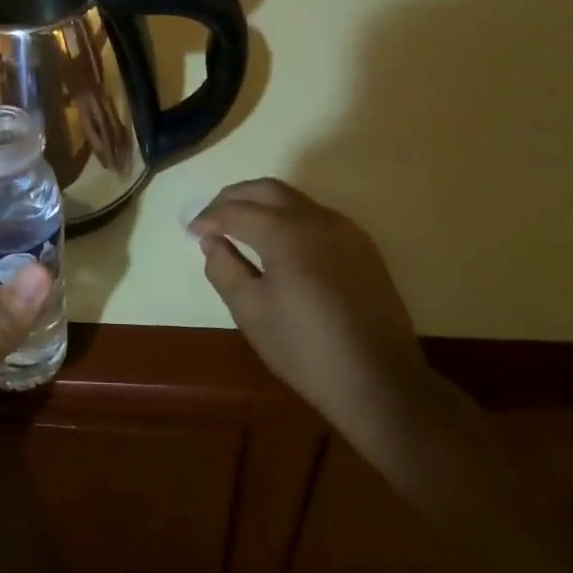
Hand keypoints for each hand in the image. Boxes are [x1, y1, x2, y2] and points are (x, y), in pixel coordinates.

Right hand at [190, 178, 426, 429]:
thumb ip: (224, 268)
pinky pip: (315, 216)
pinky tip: (278, 242)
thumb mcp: (251, 311)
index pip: (235, 211)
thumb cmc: (306, 349)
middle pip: (266, 190)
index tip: (192, 232)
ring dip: (261, 204)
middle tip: (211, 217)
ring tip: (239, 226)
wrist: (381, 382)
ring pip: (293, 199)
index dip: (209, 218)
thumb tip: (212, 242)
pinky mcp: (362, 247)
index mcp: (285, 232)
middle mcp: (316, 218)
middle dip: (233, 198)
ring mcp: (345, 230)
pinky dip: (288, 217)